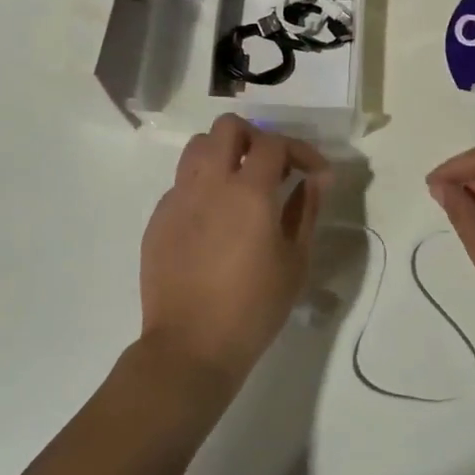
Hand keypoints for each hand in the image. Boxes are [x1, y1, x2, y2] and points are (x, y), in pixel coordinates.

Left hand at [140, 115, 330, 389]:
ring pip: (197, 148)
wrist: (190, 346)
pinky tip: (214, 221)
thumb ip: (306, 210)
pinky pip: (181, 184)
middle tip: (272, 167)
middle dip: (255, 138)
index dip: (301, 151)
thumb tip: (316, 179)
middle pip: (227, 128)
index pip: (274, 143)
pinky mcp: (158, 219)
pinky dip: (202, 187)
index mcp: (248, 192)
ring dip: (223, 154)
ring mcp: (177, 199)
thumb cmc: (254, 308)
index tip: (315, 174)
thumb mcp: (295, 261)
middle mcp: (208, 183)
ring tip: (240, 185)